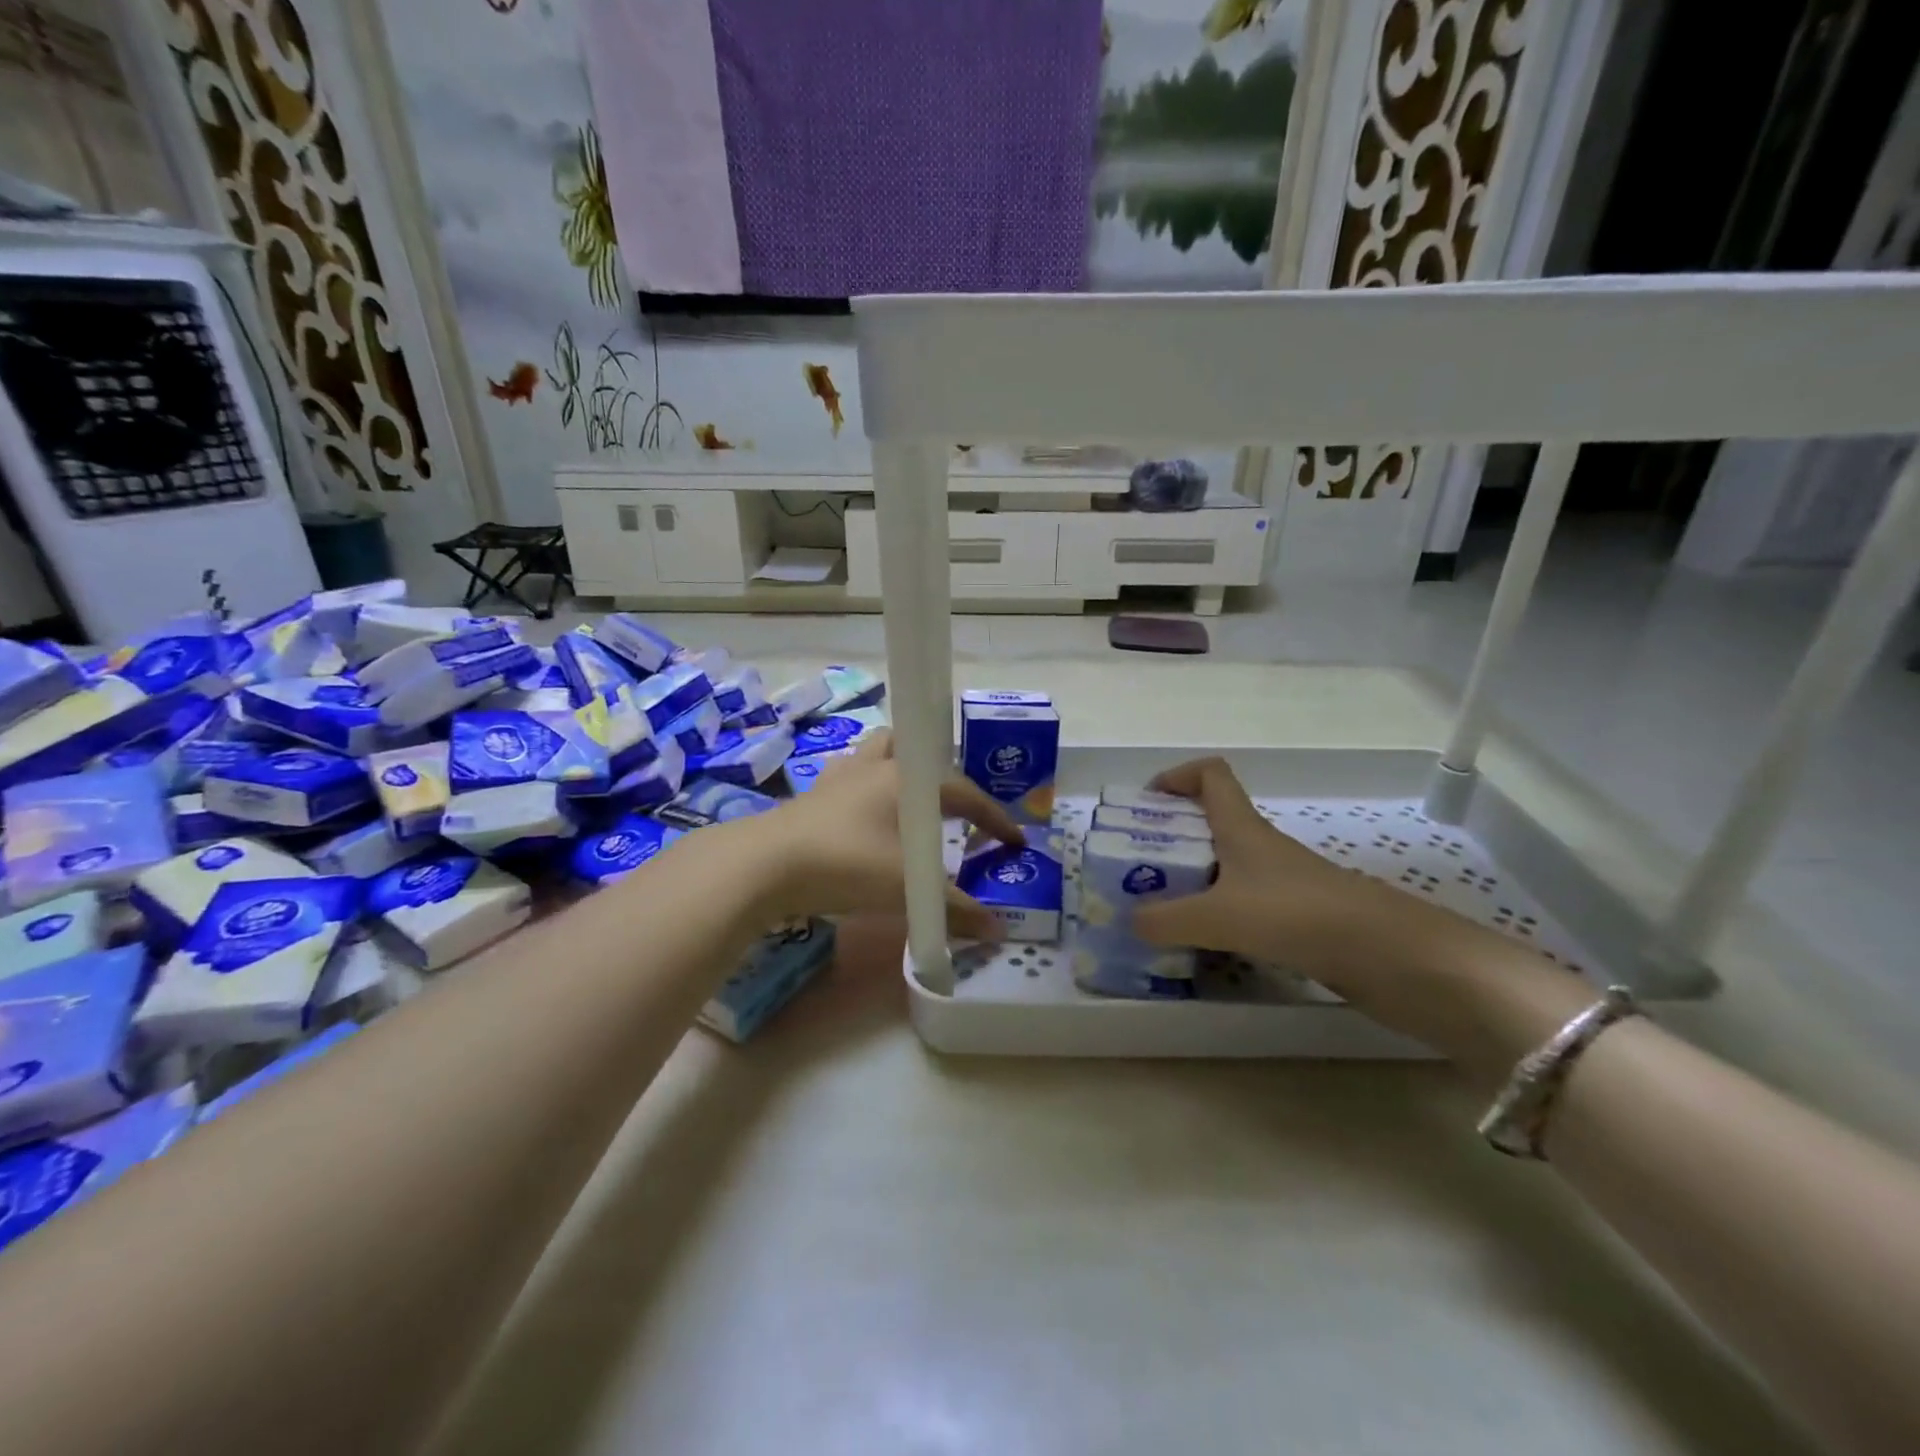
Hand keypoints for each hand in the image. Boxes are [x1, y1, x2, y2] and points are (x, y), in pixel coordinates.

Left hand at [746, 731, 1025, 939]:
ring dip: (900, 772)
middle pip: (918, 753)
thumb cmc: (846, 864)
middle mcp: (877, 767)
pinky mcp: (814, 795)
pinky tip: (866, 820)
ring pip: (879, 754)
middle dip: (943, 779)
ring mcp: (841, 777)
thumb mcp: (906, 890)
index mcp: (906, 779)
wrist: (765, 865)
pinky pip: (850, 780)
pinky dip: (866, 793)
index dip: (994, 818)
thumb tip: (996, 930)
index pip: (965, 793)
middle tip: (956, 813)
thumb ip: (953, 909)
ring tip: (911, 805)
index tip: (1015, 842)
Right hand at [1129, 759, 1586, 1059]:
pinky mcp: (1298, 919)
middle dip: (1171, 838)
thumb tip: (1130, 921)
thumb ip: (1166, 918)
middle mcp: (1262, 848)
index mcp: (1243, 828)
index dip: (1178, 777)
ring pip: (1226, 868)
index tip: (1146, 803)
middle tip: (1137, 868)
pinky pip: (1244, 906)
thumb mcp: (1220, 916)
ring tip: (1160, 910)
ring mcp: (1282, 884)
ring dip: (1192, 881)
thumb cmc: (1298, 915)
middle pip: (1211, 823)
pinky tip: (1203, 943)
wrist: (1391, 958)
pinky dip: (1218, 916)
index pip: (1211, 776)